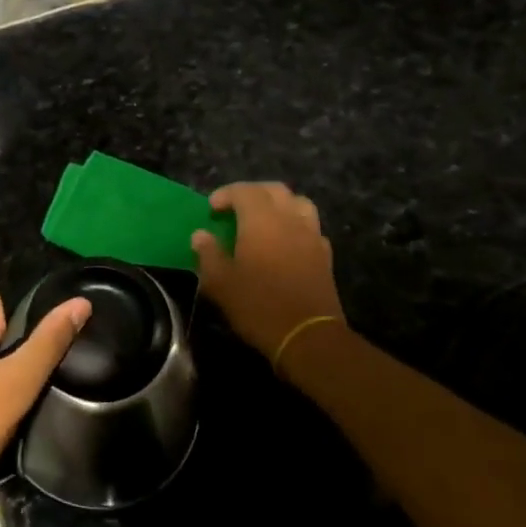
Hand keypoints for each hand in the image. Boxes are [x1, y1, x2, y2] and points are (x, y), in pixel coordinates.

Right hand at [192, 182, 346, 359]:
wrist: (308, 336)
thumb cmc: (259, 306)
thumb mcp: (221, 283)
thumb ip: (208, 254)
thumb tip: (200, 235)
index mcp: (261, 221)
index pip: (244, 191)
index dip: (226, 194)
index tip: (212, 208)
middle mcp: (289, 219)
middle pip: (274, 190)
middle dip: (253, 192)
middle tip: (235, 207)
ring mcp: (311, 236)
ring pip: (298, 203)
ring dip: (279, 204)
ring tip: (264, 219)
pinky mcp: (325, 255)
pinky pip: (310, 227)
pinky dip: (296, 225)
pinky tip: (286, 242)